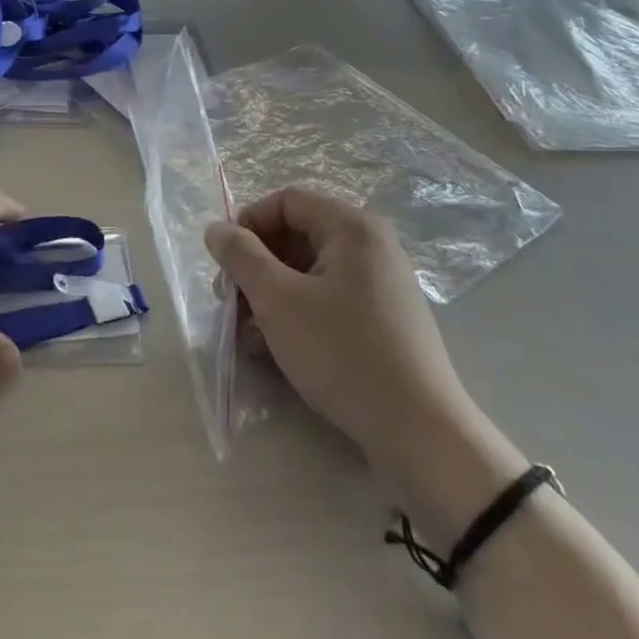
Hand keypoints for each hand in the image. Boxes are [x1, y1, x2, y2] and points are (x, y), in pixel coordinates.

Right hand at [205, 187, 526, 541]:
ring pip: (309, 273)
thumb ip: (241, 256)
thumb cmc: (343, 353)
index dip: (248, 224)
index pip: (287, 201)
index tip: (225, 264)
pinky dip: (297, 315)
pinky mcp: (384, 322)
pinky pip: (328, 301)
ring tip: (247, 335)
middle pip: (297, 236)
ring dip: (271, 296)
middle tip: (229, 302)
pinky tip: (275, 350)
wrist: (421, 437)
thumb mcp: (278, 301)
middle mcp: (371, 247)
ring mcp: (381, 286)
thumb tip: (216, 229)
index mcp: (352, 227)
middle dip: (256, 266)